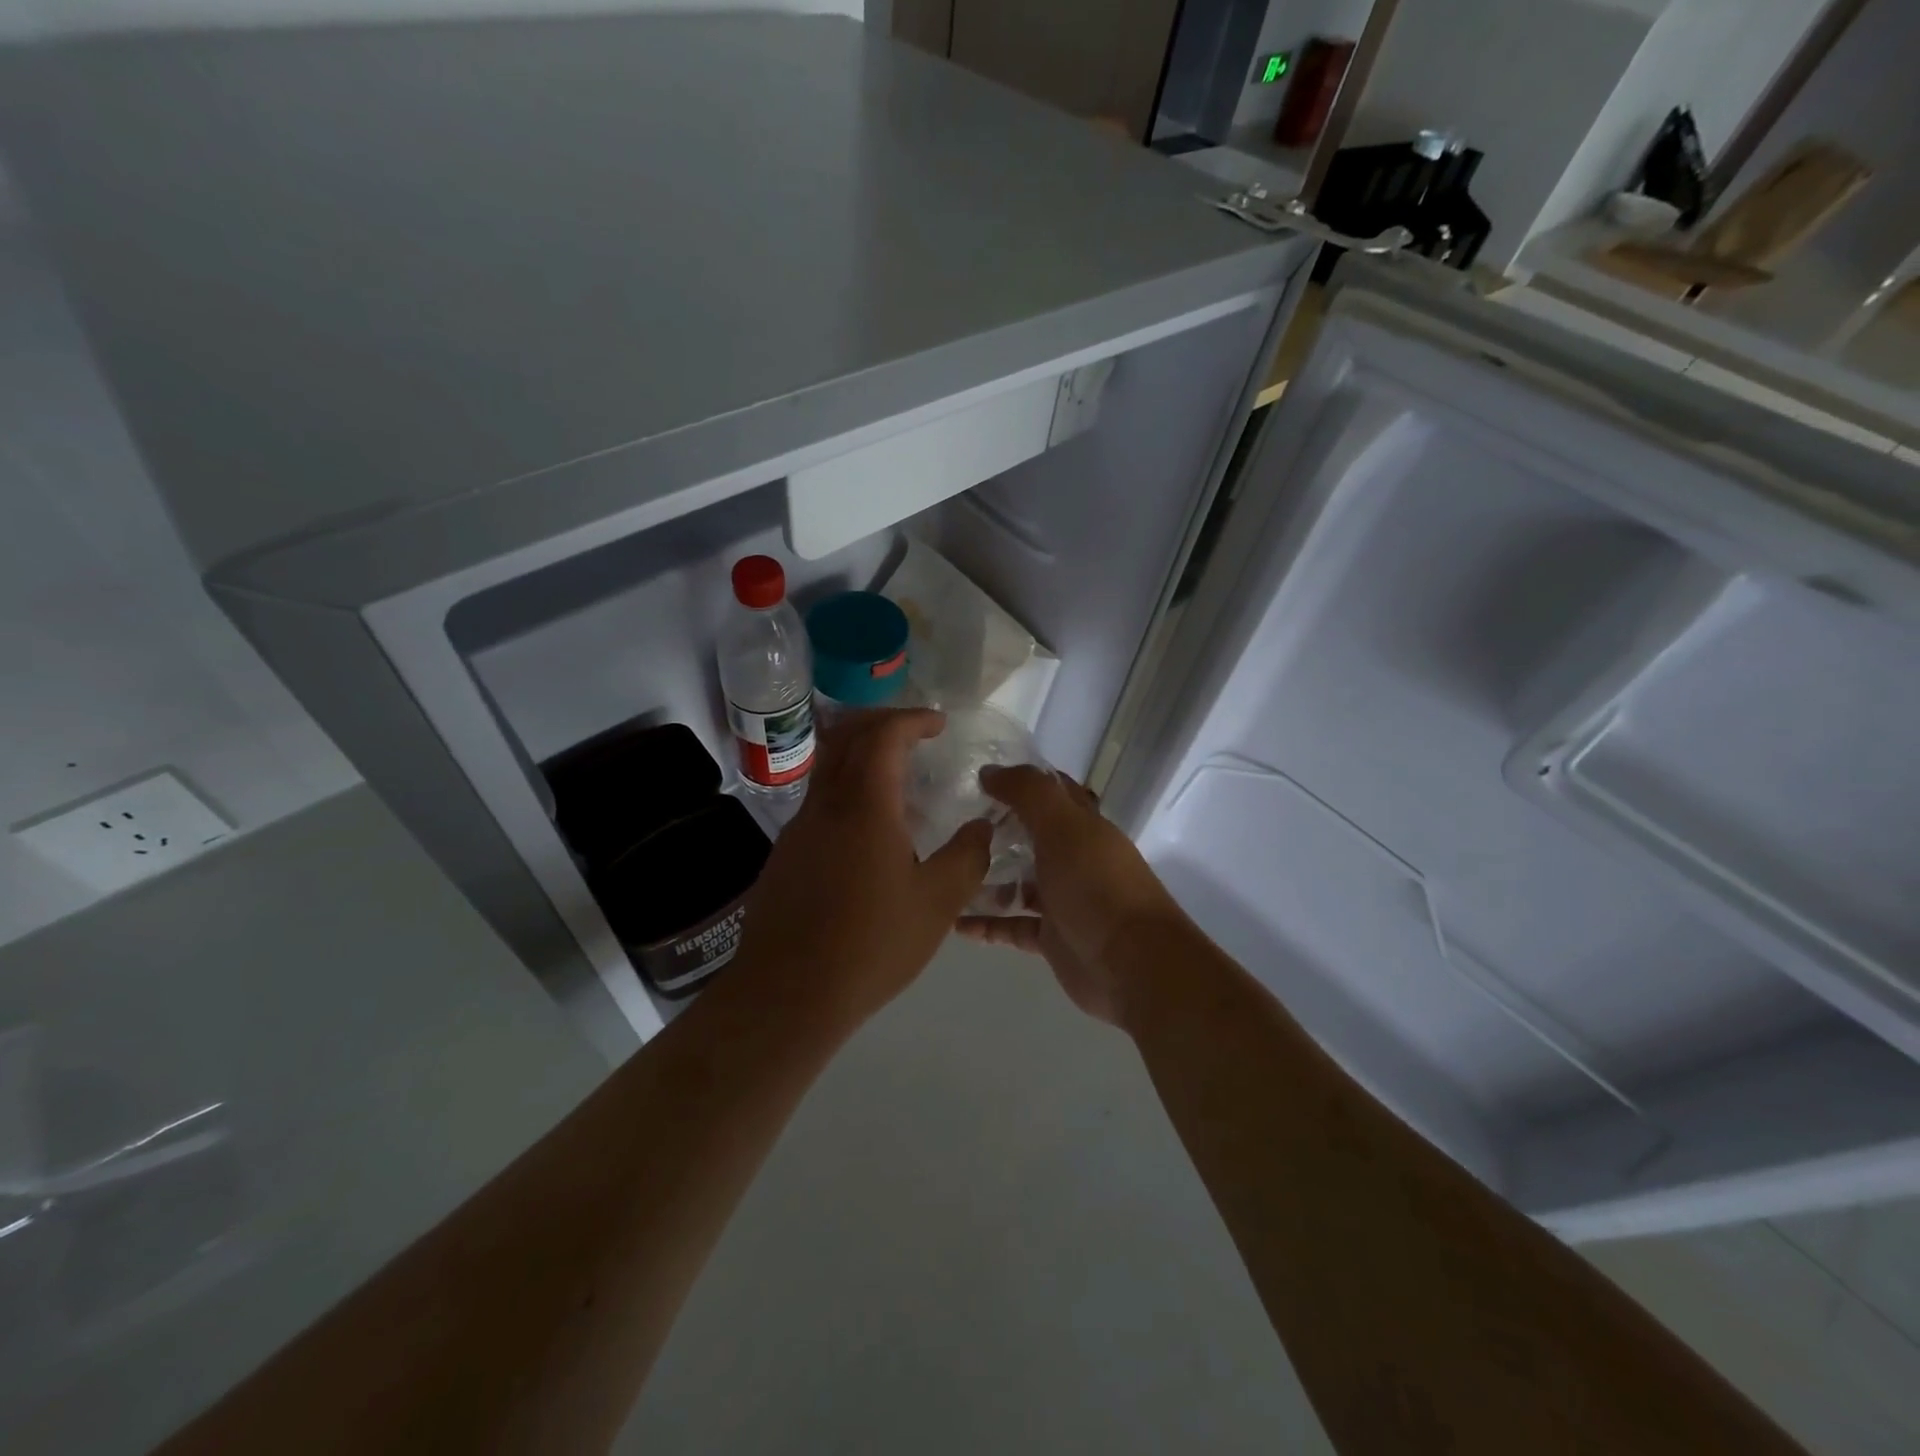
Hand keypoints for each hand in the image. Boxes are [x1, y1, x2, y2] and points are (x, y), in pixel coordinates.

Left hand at [733, 709, 991, 1031]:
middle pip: (845, 736)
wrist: (788, 993)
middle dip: (881, 721)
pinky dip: (847, 789)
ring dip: (860, 754)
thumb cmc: (871, 945)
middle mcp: (826, 805)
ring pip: (827, 767)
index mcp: (865, 806)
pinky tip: (871, 830)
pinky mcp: (786, 854)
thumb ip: (967, 857)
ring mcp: (799, 829)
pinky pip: (819, 800)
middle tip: (914, 732)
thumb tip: (982, 826)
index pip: (883, 735)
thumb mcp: (938, 904)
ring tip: (898, 778)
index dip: (912, 719)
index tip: (938, 724)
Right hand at [957, 765, 1187, 1026]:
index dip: (1022, 781)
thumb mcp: (1063, 826)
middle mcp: (1075, 859)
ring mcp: (1064, 900)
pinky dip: (986, 924)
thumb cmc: (1097, 885)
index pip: (1053, 793)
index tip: (979, 776)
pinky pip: (1012, 926)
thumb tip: (990, 772)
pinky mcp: (1052, 939)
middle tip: (951, 825)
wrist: (1132, 964)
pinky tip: (954, 922)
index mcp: (1083, 826)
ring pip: (1018, 883)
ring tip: (945, 872)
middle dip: (996, 830)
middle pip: (1031, 838)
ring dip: (986, 879)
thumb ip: (1028, 793)